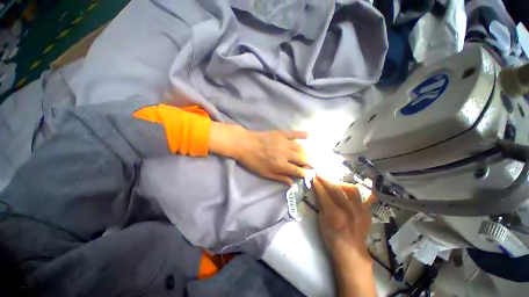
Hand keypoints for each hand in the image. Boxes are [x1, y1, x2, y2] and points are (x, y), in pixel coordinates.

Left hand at [233, 130, 310, 185]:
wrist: (245, 144)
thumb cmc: (253, 161)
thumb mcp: (265, 173)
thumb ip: (280, 178)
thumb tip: (292, 184)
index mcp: (281, 165)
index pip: (298, 170)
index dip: (304, 173)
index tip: (306, 174)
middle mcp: (286, 154)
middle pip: (302, 159)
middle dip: (308, 163)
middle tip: (309, 165)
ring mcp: (284, 142)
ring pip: (300, 148)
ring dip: (306, 153)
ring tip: (306, 155)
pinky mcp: (281, 134)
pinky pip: (295, 134)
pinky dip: (303, 134)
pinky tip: (309, 136)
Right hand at [313, 175, 373, 263]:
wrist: (351, 252)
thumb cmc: (332, 238)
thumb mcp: (321, 221)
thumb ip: (321, 204)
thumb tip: (318, 191)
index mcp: (334, 215)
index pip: (323, 194)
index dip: (317, 184)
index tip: (313, 177)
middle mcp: (348, 210)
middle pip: (336, 189)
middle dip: (326, 180)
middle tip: (320, 175)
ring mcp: (360, 210)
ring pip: (352, 189)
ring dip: (341, 184)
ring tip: (336, 184)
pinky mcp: (367, 212)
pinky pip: (367, 197)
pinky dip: (362, 191)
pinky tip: (357, 187)